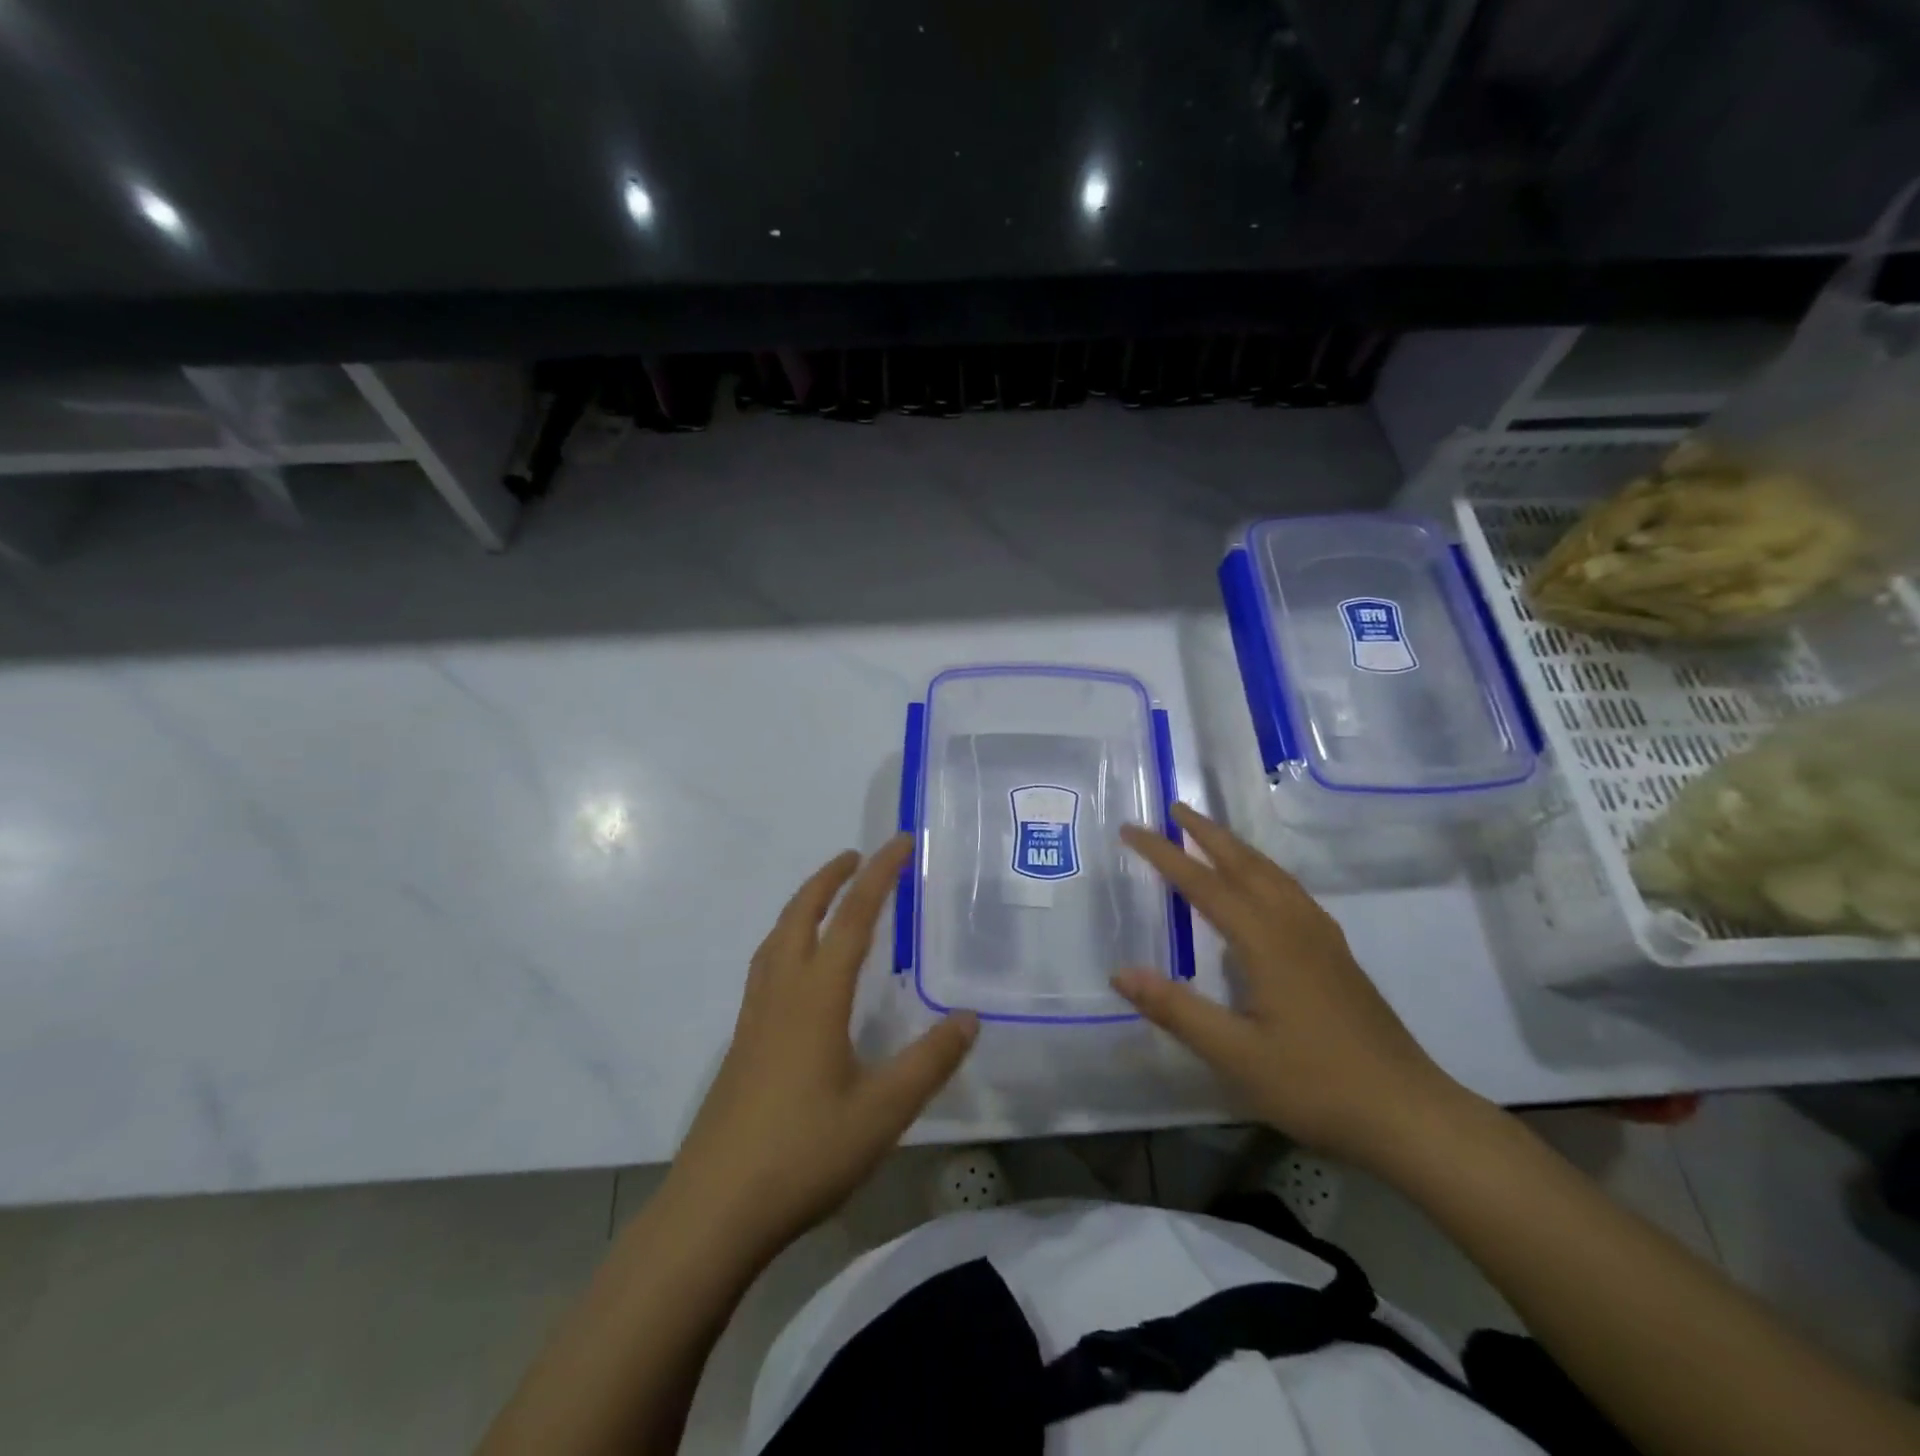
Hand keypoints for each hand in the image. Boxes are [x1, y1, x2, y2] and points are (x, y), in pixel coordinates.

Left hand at [667, 835, 977, 1254]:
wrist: (713, 1211)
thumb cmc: (803, 1153)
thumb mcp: (883, 1111)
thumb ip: (929, 1061)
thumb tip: (969, 1017)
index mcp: (816, 996)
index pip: (852, 918)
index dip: (879, 875)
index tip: (901, 841)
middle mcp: (781, 993)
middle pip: (801, 915)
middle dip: (830, 879)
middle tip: (856, 856)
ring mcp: (754, 1018)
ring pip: (776, 939)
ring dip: (804, 906)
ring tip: (827, 899)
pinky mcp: (742, 1044)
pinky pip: (766, 968)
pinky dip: (787, 941)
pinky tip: (799, 971)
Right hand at [1114, 804, 1475, 1169]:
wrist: (1409, 1113)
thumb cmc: (1315, 1083)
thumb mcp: (1235, 1054)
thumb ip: (1176, 1009)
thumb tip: (1120, 972)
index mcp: (1266, 940)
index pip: (1203, 884)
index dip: (1164, 855)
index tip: (1132, 829)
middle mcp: (1294, 925)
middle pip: (1244, 864)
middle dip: (1207, 833)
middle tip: (1175, 808)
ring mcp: (1321, 938)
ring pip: (1272, 874)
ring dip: (1237, 848)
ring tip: (1211, 835)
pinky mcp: (1336, 955)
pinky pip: (1290, 891)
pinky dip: (1263, 871)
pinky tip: (1262, 888)